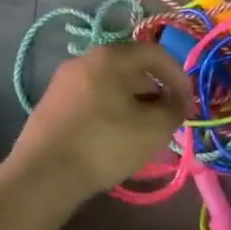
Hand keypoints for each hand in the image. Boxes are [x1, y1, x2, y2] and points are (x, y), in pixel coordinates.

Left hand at [4, 42, 191, 204]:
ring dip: (133, 102)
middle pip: (131, 67)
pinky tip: (113, 137)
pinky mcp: (50, 103)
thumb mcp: (154, 129)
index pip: (156, 54)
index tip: (187, 104)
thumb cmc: (105, 144)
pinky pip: (91, 98)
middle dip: (155, 90)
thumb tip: (176, 102)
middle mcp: (85, 59)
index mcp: (111, 56)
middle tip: (166, 118)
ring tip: (142, 130)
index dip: (179, 76)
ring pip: (110, 84)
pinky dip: (110, 110)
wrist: (42, 176)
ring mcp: (63, 81)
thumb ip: (175, 109)